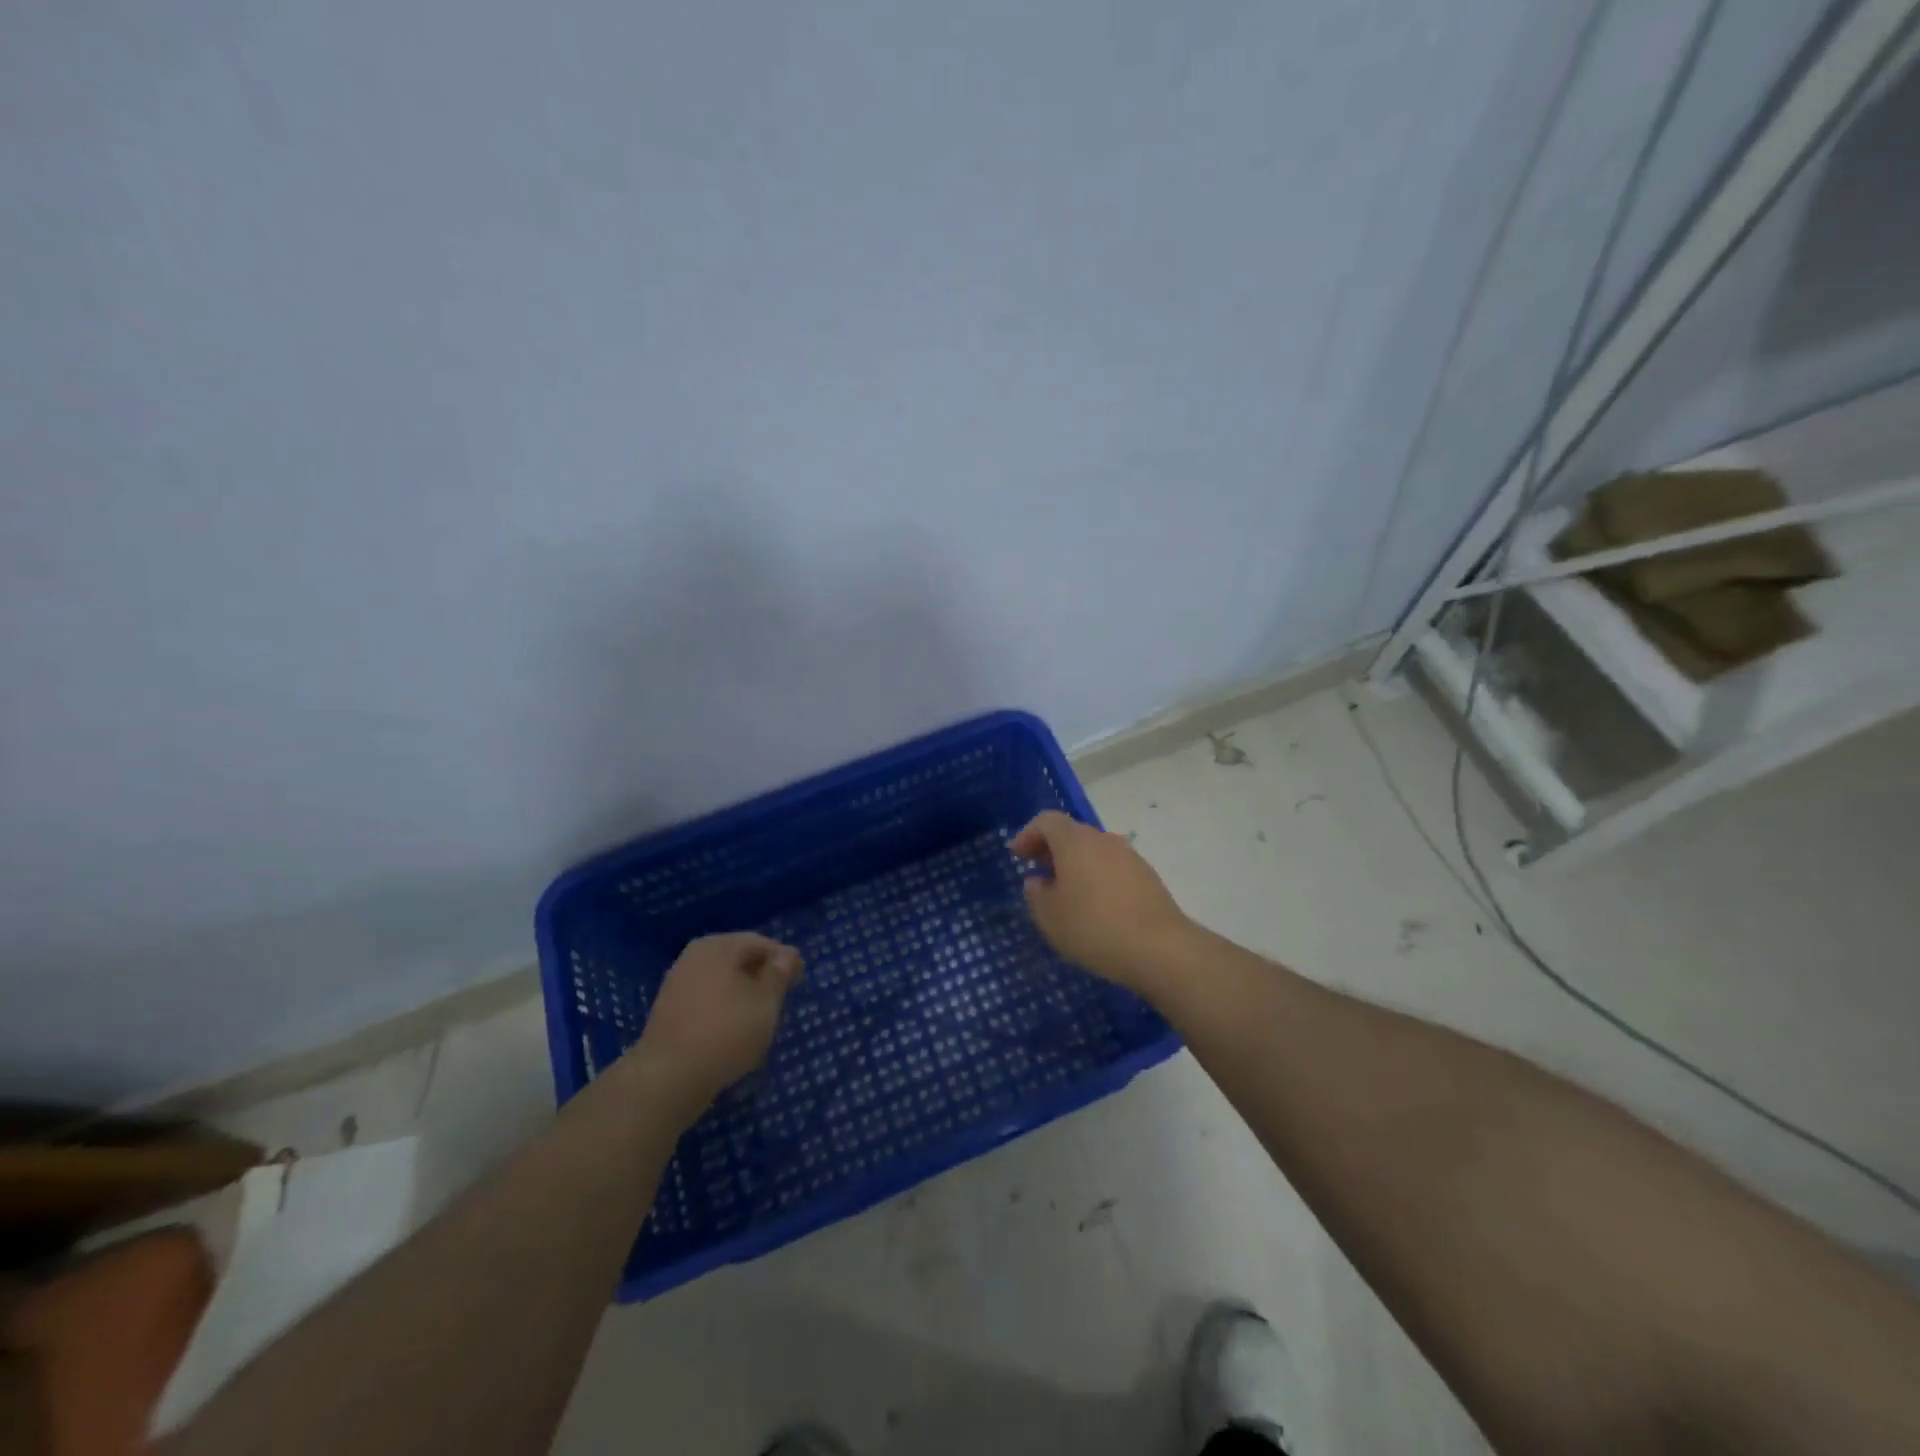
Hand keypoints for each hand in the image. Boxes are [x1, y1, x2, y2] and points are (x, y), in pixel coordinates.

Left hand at [628, 932, 802, 1117]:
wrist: (668, 1078)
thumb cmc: (726, 1031)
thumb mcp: (766, 1001)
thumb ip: (779, 974)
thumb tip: (787, 955)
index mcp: (717, 946)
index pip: (760, 942)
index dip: (783, 959)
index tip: (799, 980)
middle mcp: (693, 957)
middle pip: (738, 960)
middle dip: (761, 977)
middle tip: (782, 998)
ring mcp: (677, 985)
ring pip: (722, 982)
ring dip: (743, 995)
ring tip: (760, 1019)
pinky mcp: (668, 1013)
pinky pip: (706, 1002)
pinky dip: (724, 1011)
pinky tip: (734, 1033)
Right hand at [1010, 810, 1192, 998]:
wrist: (1160, 949)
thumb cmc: (1094, 928)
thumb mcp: (1049, 917)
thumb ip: (1036, 894)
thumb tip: (1037, 880)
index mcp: (1075, 842)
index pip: (1047, 821)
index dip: (1028, 834)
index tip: (1017, 856)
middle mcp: (1103, 839)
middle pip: (1072, 833)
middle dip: (1051, 849)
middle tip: (1039, 872)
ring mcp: (1129, 856)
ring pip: (1094, 850)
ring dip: (1076, 864)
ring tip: (1066, 893)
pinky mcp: (1147, 876)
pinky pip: (1112, 866)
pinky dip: (1097, 876)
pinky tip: (1096, 905)